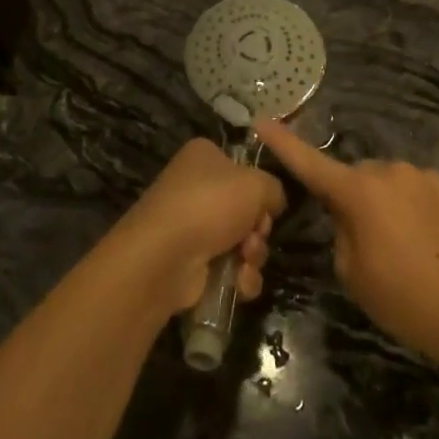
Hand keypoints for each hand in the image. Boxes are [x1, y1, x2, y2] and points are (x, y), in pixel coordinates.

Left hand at [111, 137, 285, 316]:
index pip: (243, 169)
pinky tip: (239, 282)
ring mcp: (191, 225)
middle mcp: (195, 187)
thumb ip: (274, 189)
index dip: (259, 190)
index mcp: (204, 156)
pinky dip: (240, 277)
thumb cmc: (210, 205)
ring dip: (253, 255)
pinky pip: (229, 268)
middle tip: (254, 236)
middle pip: (245, 209)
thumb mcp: (257, 184)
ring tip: (245, 260)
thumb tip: (273, 202)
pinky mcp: (190, 262)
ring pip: (241, 241)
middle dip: (258, 229)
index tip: (266, 205)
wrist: (165, 255)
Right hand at [256, 121, 438, 362]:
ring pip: (395, 185)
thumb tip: (350, 216)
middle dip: (359, 200)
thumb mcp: (355, 276)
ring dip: (394, 207)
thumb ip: (342, 234)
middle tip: (373, 245)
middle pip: (361, 179)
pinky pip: (426, 193)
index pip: (311, 163)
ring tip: (414, 252)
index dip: (283, 143)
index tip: (261, 120)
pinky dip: (424, 212)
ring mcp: (428, 176)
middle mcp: (391, 172)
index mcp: (359, 192)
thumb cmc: (408, 300)